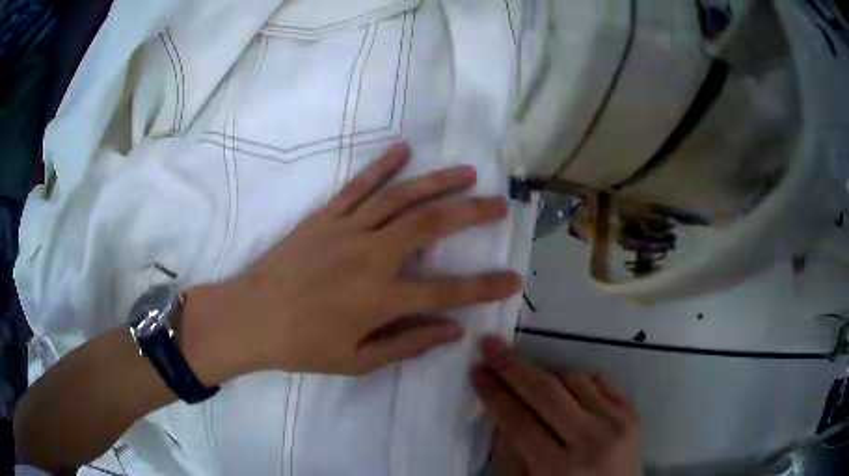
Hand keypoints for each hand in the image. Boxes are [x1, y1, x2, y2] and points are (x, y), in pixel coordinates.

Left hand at [192, 144, 521, 377]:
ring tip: (467, 173)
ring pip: (401, 198)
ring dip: (438, 182)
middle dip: (472, 213)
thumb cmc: (302, 346)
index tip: (513, 278)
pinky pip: (358, 187)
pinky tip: (404, 150)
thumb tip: (454, 331)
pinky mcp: (324, 217)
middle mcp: (370, 257)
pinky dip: (382, 166)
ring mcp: (346, 230)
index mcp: (380, 299)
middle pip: (431, 226)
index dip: (485, 286)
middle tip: (499, 204)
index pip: (448, 291)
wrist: (249, 318)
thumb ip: (408, 344)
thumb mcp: (357, 361)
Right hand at [473, 337, 641, 475]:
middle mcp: (592, 440)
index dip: (494, 394)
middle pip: (547, 392)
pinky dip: (580, 383)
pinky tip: (570, 396)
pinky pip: (602, 381)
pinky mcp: (634, 414)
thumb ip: (514, 451)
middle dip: (513, 367)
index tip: (477, 371)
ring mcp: (618, 424)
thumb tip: (502, 410)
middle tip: (491, 346)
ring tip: (535, 389)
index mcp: (558, 468)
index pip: (519, 421)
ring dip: (549, 379)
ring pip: (575, 380)